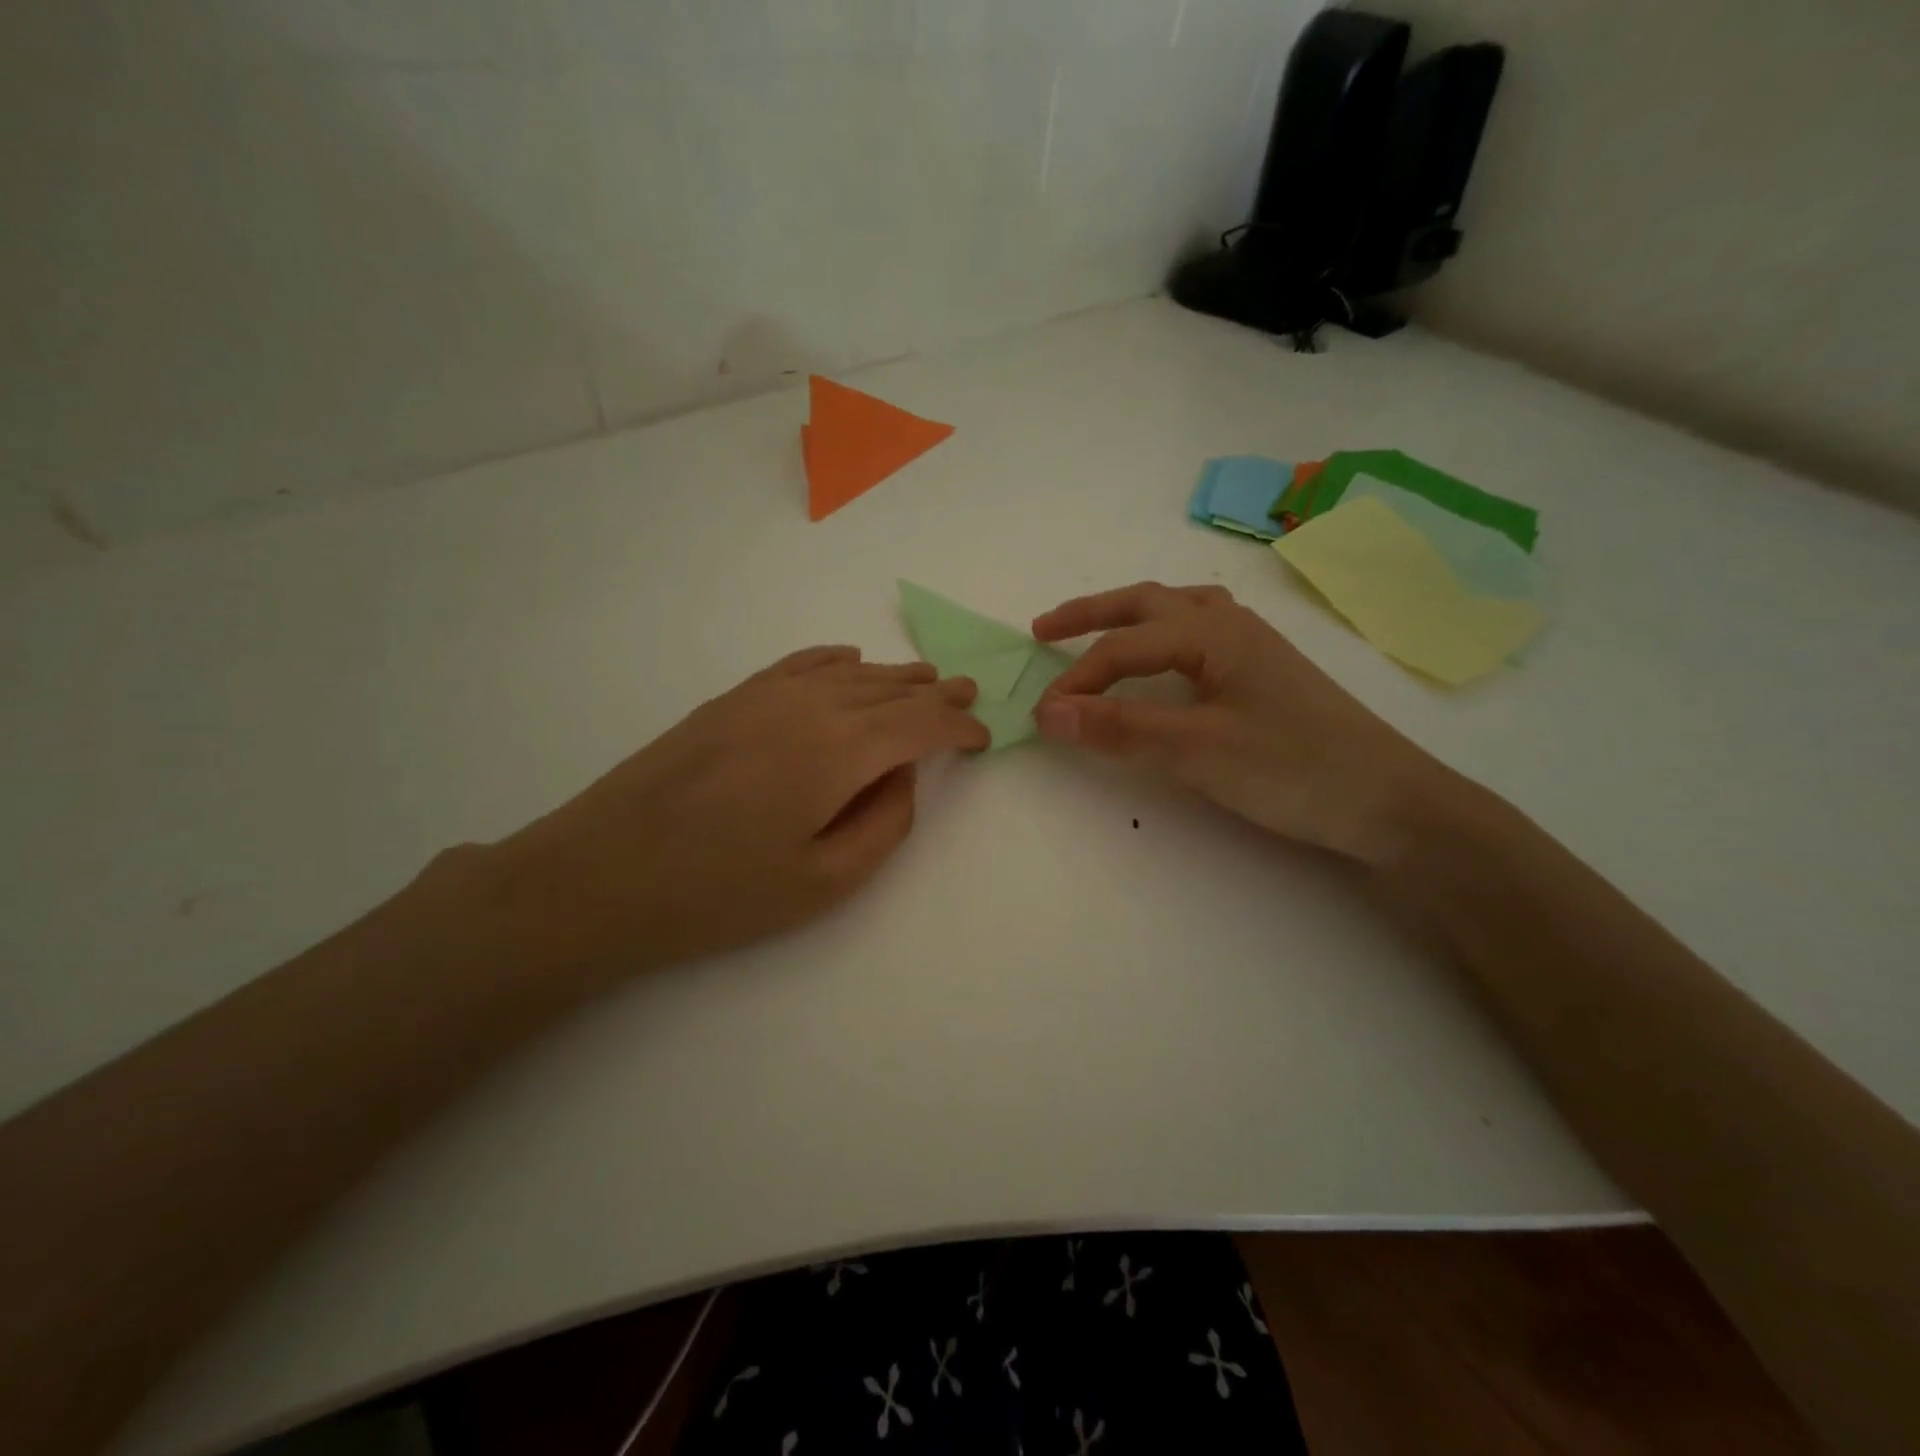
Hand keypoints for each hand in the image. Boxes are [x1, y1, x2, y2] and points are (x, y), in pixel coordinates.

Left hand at [476, 647, 987, 979]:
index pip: (920, 724)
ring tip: (924, 679)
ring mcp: (764, 696)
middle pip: (889, 690)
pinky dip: (834, 661)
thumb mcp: (824, 881)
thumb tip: (902, 775)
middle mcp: (809, 707)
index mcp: (841, 751)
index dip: (959, 726)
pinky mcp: (730, 700)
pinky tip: (848, 662)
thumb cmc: (720, 893)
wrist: (601, 874)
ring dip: (892, 676)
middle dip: (934, 693)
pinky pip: (798, 665)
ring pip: (848, 673)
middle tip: (967, 692)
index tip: (983, 736)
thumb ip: (883, 823)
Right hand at [1031, 583, 1448, 863]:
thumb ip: (1120, 727)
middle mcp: (1230, 625)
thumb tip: (1047, 710)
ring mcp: (1252, 646)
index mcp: (1212, 632)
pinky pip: (1200, 632)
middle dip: (1090, 614)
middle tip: (1043, 630)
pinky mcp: (1265, 672)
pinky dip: (1164, 635)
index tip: (1039, 716)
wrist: (1390, 801)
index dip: (1075, 680)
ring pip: (1177, 611)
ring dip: (1129, 618)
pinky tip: (1165, 660)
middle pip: (1146, 604)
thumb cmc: (1292, 769)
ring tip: (1098, 634)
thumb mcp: (1196, 750)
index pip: (1122, 649)